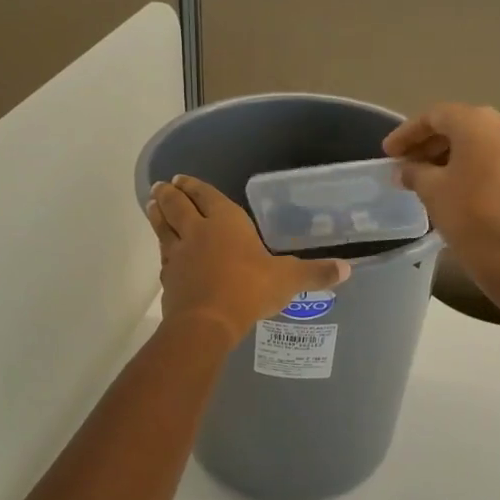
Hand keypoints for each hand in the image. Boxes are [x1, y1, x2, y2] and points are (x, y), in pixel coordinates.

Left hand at [146, 176, 350, 342]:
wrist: (207, 321)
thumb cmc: (250, 289)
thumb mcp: (288, 280)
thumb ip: (315, 273)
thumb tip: (347, 269)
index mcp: (226, 222)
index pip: (207, 196)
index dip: (196, 186)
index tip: (182, 178)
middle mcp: (198, 231)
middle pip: (178, 206)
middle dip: (170, 193)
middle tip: (163, 185)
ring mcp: (179, 254)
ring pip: (164, 227)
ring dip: (157, 214)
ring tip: (152, 204)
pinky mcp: (168, 277)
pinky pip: (163, 256)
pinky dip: (162, 249)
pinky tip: (164, 252)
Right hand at [383, 104, 499, 272]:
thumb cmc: (468, 214)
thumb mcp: (431, 189)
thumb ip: (413, 172)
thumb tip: (404, 169)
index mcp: (477, 121)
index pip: (434, 116)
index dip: (407, 133)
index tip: (387, 153)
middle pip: (456, 125)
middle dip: (426, 143)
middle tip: (402, 164)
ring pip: (473, 141)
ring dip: (445, 154)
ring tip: (419, 176)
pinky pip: (488, 155)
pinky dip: (465, 163)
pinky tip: (445, 183)